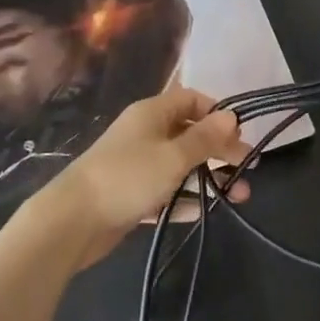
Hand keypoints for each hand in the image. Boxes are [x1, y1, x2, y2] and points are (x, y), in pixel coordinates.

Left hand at [44, 87, 252, 269]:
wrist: (72, 221)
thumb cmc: (127, 177)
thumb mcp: (173, 156)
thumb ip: (205, 138)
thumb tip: (232, 116)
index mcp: (152, 113)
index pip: (192, 99)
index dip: (217, 114)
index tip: (239, 135)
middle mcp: (145, 133)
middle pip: (190, 133)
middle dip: (219, 149)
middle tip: (247, 168)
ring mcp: (137, 164)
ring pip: (180, 165)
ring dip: (208, 177)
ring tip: (238, 196)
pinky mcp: (131, 194)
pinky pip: (166, 191)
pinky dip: (184, 198)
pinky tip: (202, 211)